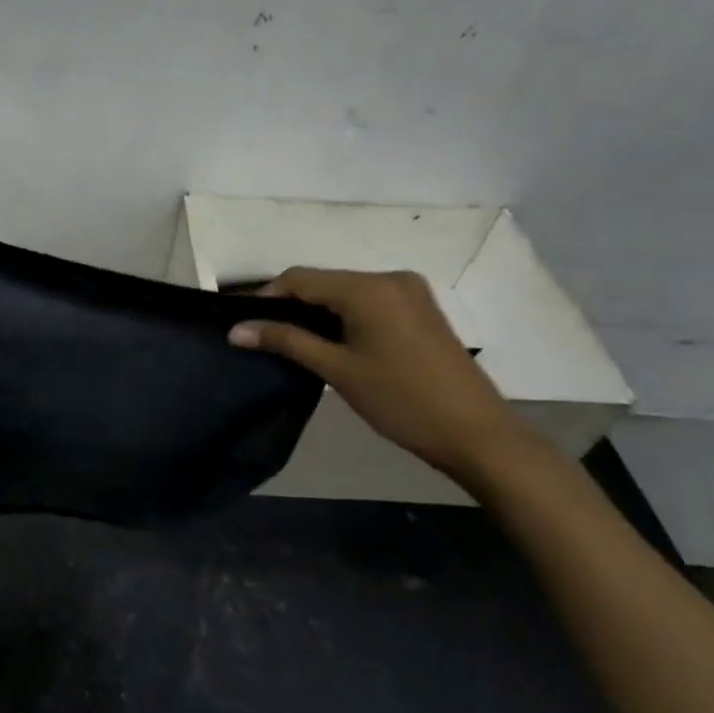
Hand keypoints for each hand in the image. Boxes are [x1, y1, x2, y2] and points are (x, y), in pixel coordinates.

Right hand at [228, 268, 543, 489]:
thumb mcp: (337, 370)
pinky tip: (330, 340)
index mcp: (369, 287)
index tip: (241, 321)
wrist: (478, 435)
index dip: (266, 296)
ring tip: (290, 340)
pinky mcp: (421, 309)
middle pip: (324, 281)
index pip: (300, 278)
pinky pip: (368, 301)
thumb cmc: (401, 401)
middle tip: (261, 334)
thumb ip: (285, 341)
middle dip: (291, 304)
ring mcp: (410, 292)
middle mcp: (390, 277)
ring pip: (346, 291)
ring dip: (317, 310)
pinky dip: (344, 315)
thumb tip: (235, 330)